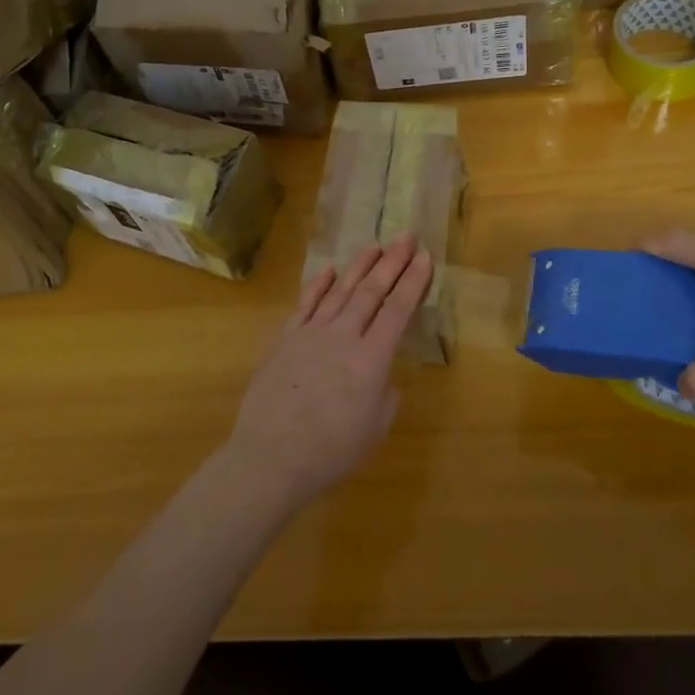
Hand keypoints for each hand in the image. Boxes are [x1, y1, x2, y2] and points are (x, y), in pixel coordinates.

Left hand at [221, 235, 434, 512]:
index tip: (425, 257)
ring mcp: (311, 334)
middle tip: (406, 236)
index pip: (398, 310)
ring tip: (374, 245)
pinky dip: (318, 285)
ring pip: (340, 290)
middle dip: (392, 262)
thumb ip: (384, 396)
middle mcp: (343, 336)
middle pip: (371, 291)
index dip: (413, 282)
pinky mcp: (285, 339)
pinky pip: (305, 304)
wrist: (269, 457)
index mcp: (371, 360)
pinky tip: (329, 270)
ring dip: (359, 265)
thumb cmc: (330, 452)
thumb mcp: (373, 430)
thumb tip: (382, 376)